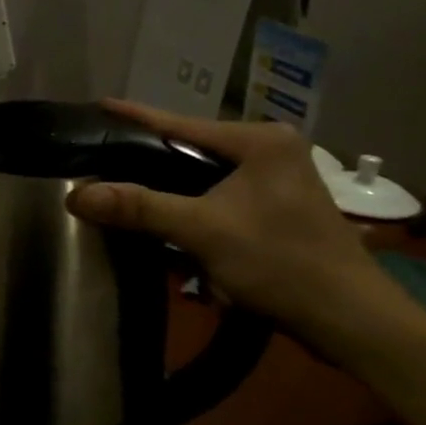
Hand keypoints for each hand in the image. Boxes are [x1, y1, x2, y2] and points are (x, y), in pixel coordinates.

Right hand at [66, 99, 394, 341]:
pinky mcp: (278, 208)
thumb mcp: (202, 231)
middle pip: (191, 149)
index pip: (181, 124)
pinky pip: (219, 198)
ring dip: (170, 191)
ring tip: (126, 190)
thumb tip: (75, 196)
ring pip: (204, 176)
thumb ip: (139, 208)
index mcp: (259, 141)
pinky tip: (167, 223)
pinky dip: (193, 209)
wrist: (351, 320)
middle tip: (103, 158)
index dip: (135, 116)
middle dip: (149, 159)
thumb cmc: (280, 262)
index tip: (98, 104)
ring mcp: (278, 180)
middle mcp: (271, 150)